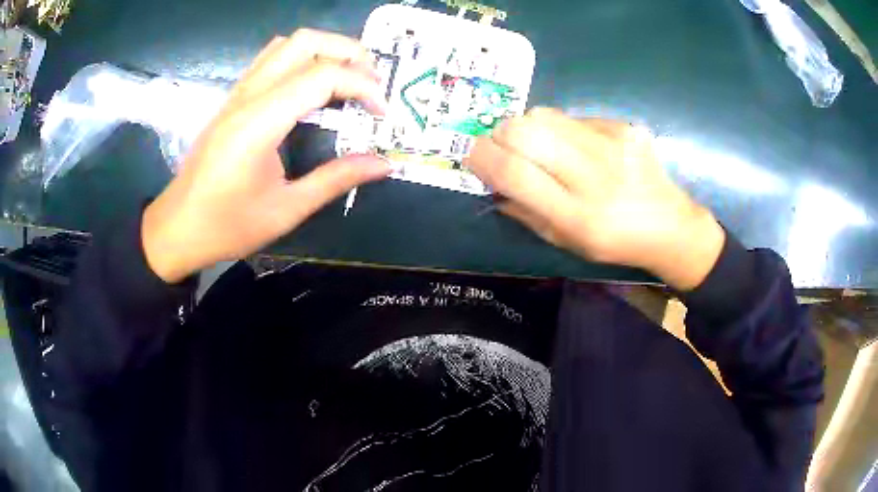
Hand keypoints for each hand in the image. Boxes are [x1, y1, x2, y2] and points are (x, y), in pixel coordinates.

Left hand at [142, 30, 390, 282]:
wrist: (177, 228)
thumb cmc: (227, 226)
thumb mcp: (286, 210)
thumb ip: (337, 180)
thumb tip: (385, 164)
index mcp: (260, 122)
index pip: (322, 76)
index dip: (363, 86)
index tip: (383, 114)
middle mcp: (248, 96)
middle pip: (306, 42)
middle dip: (349, 52)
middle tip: (372, 83)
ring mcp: (238, 93)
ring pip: (287, 44)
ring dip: (326, 50)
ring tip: (348, 79)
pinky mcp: (233, 99)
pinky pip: (272, 59)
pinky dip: (303, 59)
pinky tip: (313, 87)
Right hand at [464, 108, 724, 290]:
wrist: (671, 225)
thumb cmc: (616, 243)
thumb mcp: (568, 243)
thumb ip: (527, 213)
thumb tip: (492, 183)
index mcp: (578, 216)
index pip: (515, 173)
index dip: (483, 157)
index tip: (471, 153)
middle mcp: (594, 176)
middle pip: (525, 131)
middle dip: (500, 134)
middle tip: (502, 145)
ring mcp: (613, 145)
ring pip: (545, 115)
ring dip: (528, 127)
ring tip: (540, 145)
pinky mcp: (624, 127)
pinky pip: (574, 117)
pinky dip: (563, 129)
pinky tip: (579, 147)